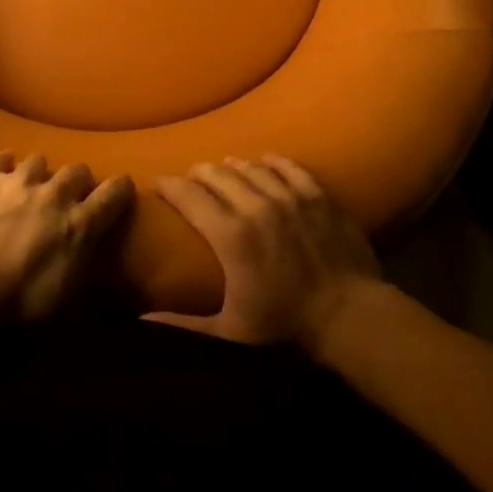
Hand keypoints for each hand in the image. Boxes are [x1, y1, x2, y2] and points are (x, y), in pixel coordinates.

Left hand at [0, 151, 134, 325]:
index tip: (119, 193)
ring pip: (39, 160)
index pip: (115, 192)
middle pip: (77, 171)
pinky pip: (0, 159)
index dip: (120, 190)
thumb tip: (92, 263)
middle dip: (76, 184)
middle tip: (66, 203)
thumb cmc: (15, 316)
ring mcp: (17, 182)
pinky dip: (3, 169)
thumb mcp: (65, 307)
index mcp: (79, 226)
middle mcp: (54, 195)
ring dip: (38, 177)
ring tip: (28, 193)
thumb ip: (84, 272)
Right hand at [148, 155, 379, 346]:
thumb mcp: (230, 330)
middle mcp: (255, 205)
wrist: (350, 315)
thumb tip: (141, 319)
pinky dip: (272, 161)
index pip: (188, 195)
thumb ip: (183, 323)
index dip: (169, 185)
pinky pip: (288, 166)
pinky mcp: (316, 194)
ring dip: (232, 166)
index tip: (158, 183)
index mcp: (230, 235)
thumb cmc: (285, 324)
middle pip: (216, 173)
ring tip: (224, 170)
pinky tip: (265, 161)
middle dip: (198, 173)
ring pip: (250, 166)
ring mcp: (289, 195)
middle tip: (191, 179)